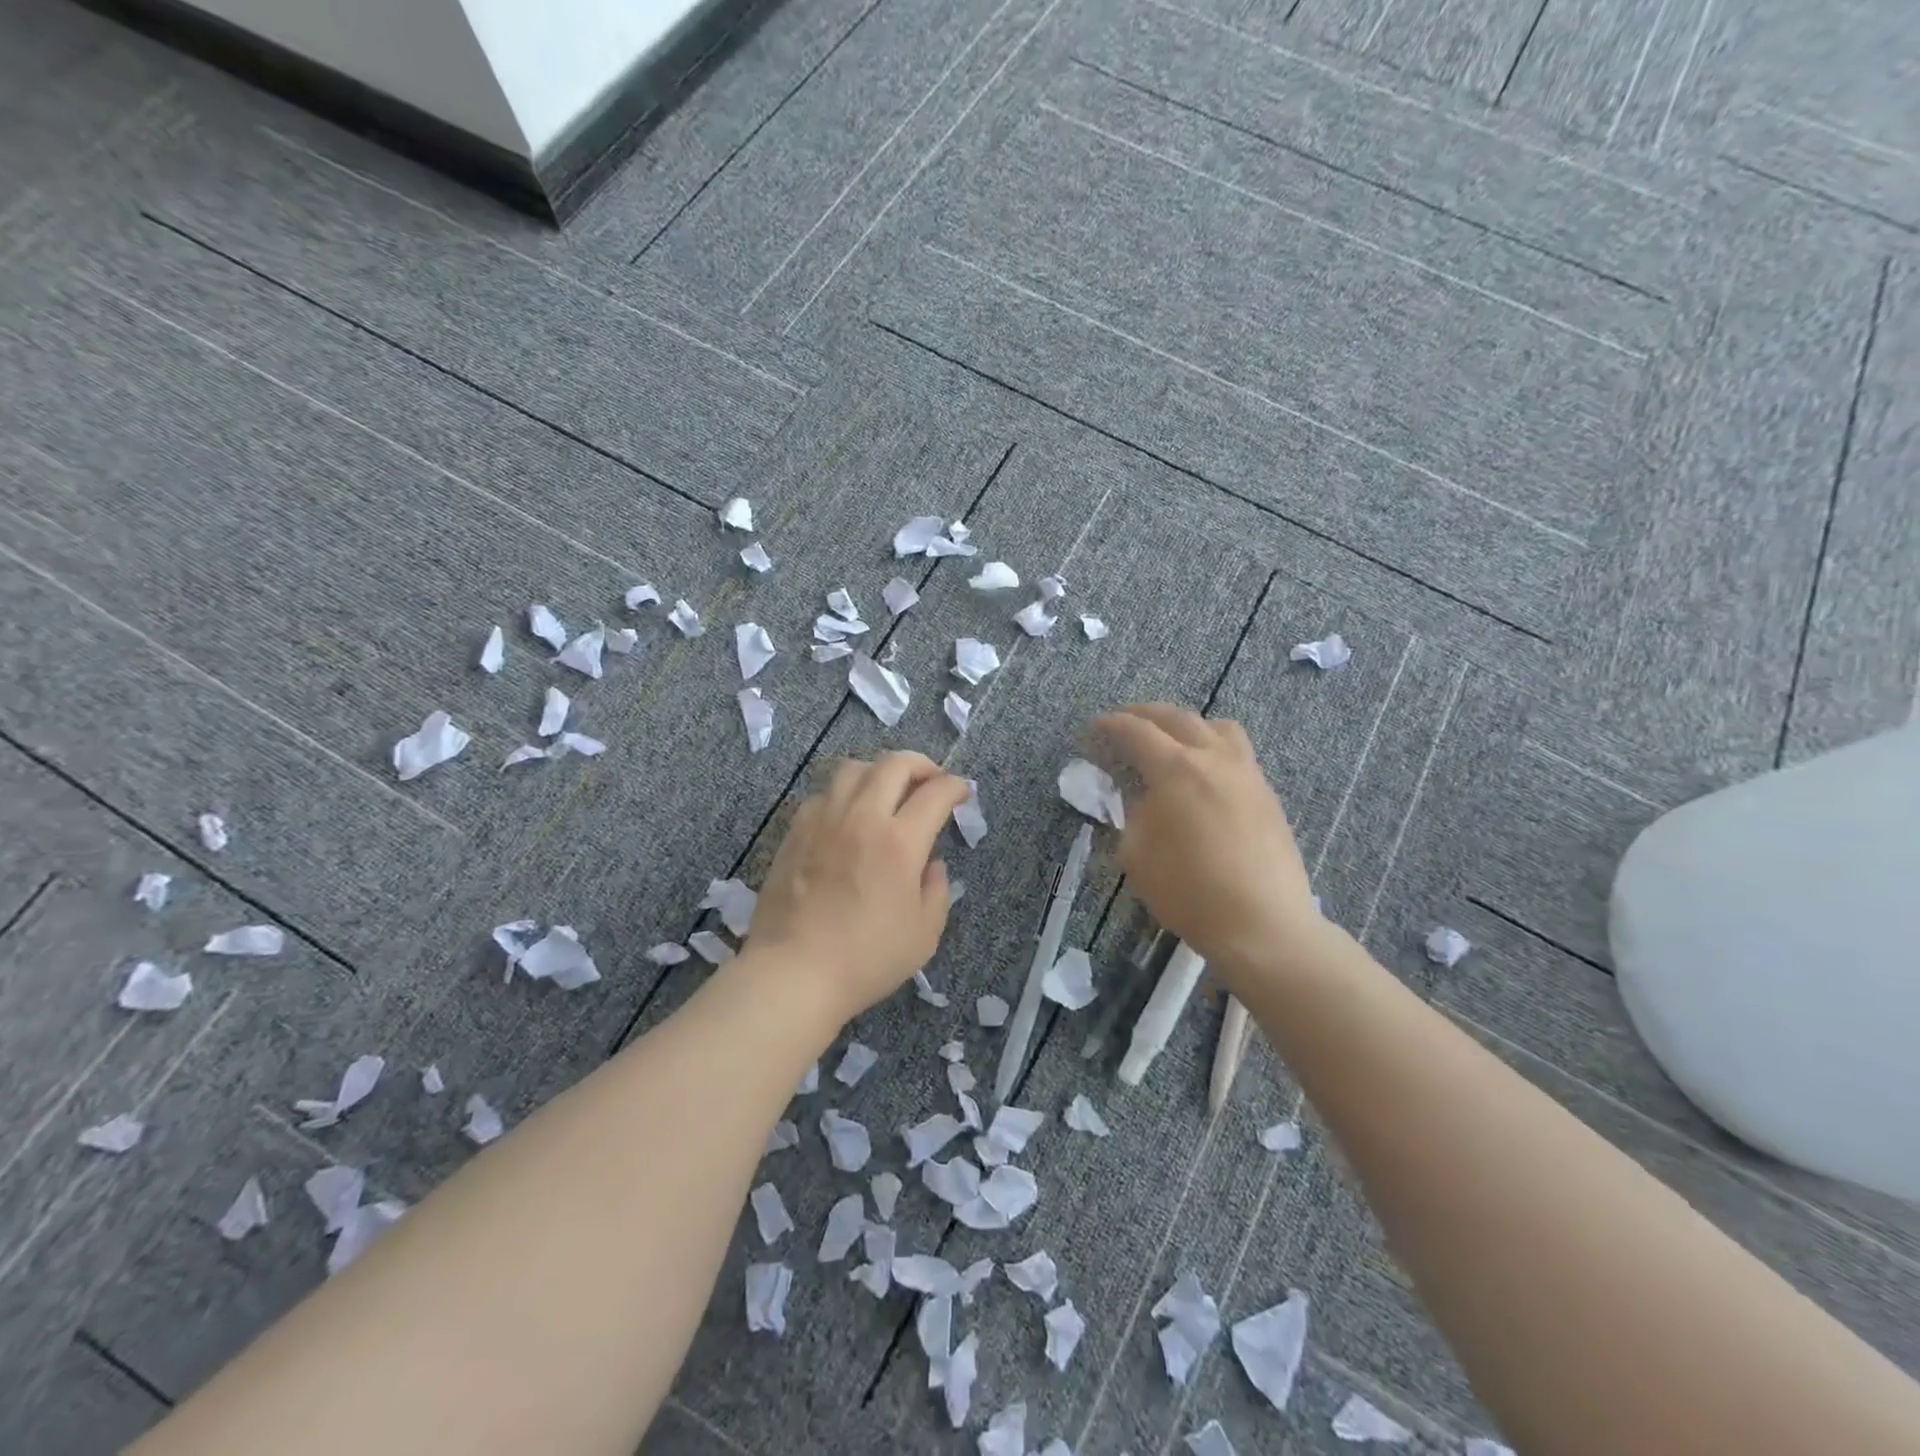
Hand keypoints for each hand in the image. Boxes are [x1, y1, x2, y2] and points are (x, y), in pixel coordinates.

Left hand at [749, 752, 969, 1022]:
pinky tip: (848, 815)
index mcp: (900, 842)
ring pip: (853, 768)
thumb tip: (931, 863)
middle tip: (931, 781)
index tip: (961, 792)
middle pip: (894, 763)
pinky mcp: (795, 831)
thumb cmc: (866, 959)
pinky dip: (844, 793)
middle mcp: (862, 817)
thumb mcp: (924, 933)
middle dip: (922, 764)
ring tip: (887, 791)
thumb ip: (936, 889)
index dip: (955, 786)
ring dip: (879, 771)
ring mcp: (824, 820)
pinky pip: (823, 793)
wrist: (793, 972)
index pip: (935, 792)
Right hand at [1092, 704, 1320, 979]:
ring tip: (1172, 739)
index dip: (1111, 725)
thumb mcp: (1137, 854)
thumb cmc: (1189, 891)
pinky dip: (1213, 748)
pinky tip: (1204, 774)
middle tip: (1125, 719)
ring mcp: (1248, 774)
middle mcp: (1215, 759)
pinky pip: (1238, 754)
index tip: (1094, 726)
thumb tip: (1144, 797)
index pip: (1137, 732)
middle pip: (1178, 718)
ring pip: (1218, 728)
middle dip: (1146, 713)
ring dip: (1188, 724)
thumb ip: (1134, 815)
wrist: (1262, 924)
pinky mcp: (1267, 796)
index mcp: (1177, 769)